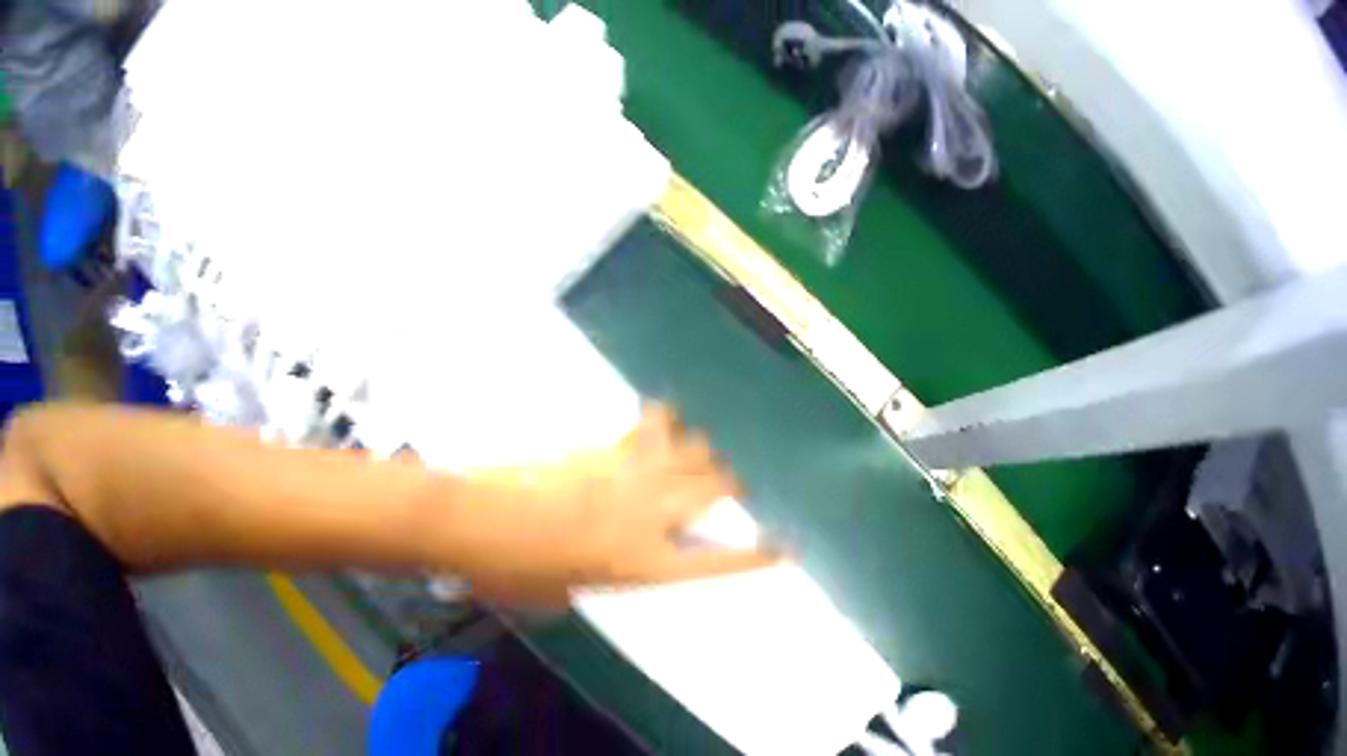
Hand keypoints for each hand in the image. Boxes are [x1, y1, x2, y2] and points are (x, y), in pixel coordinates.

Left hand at [433, 405, 777, 605]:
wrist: (471, 520)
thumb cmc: (512, 572)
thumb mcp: (560, 592)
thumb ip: (592, 576)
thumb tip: (594, 561)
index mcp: (643, 562)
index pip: (718, 561)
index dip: (757, 555)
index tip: (786, 545)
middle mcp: (649, 514)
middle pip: (717, 485)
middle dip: (731, 484)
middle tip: (727, 486)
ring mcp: (628, 472)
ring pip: (691, 447)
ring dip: (697, 451)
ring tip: (690, 452)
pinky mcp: (601, 445)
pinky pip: (647, 426)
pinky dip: (657, 422)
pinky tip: (654, 419)